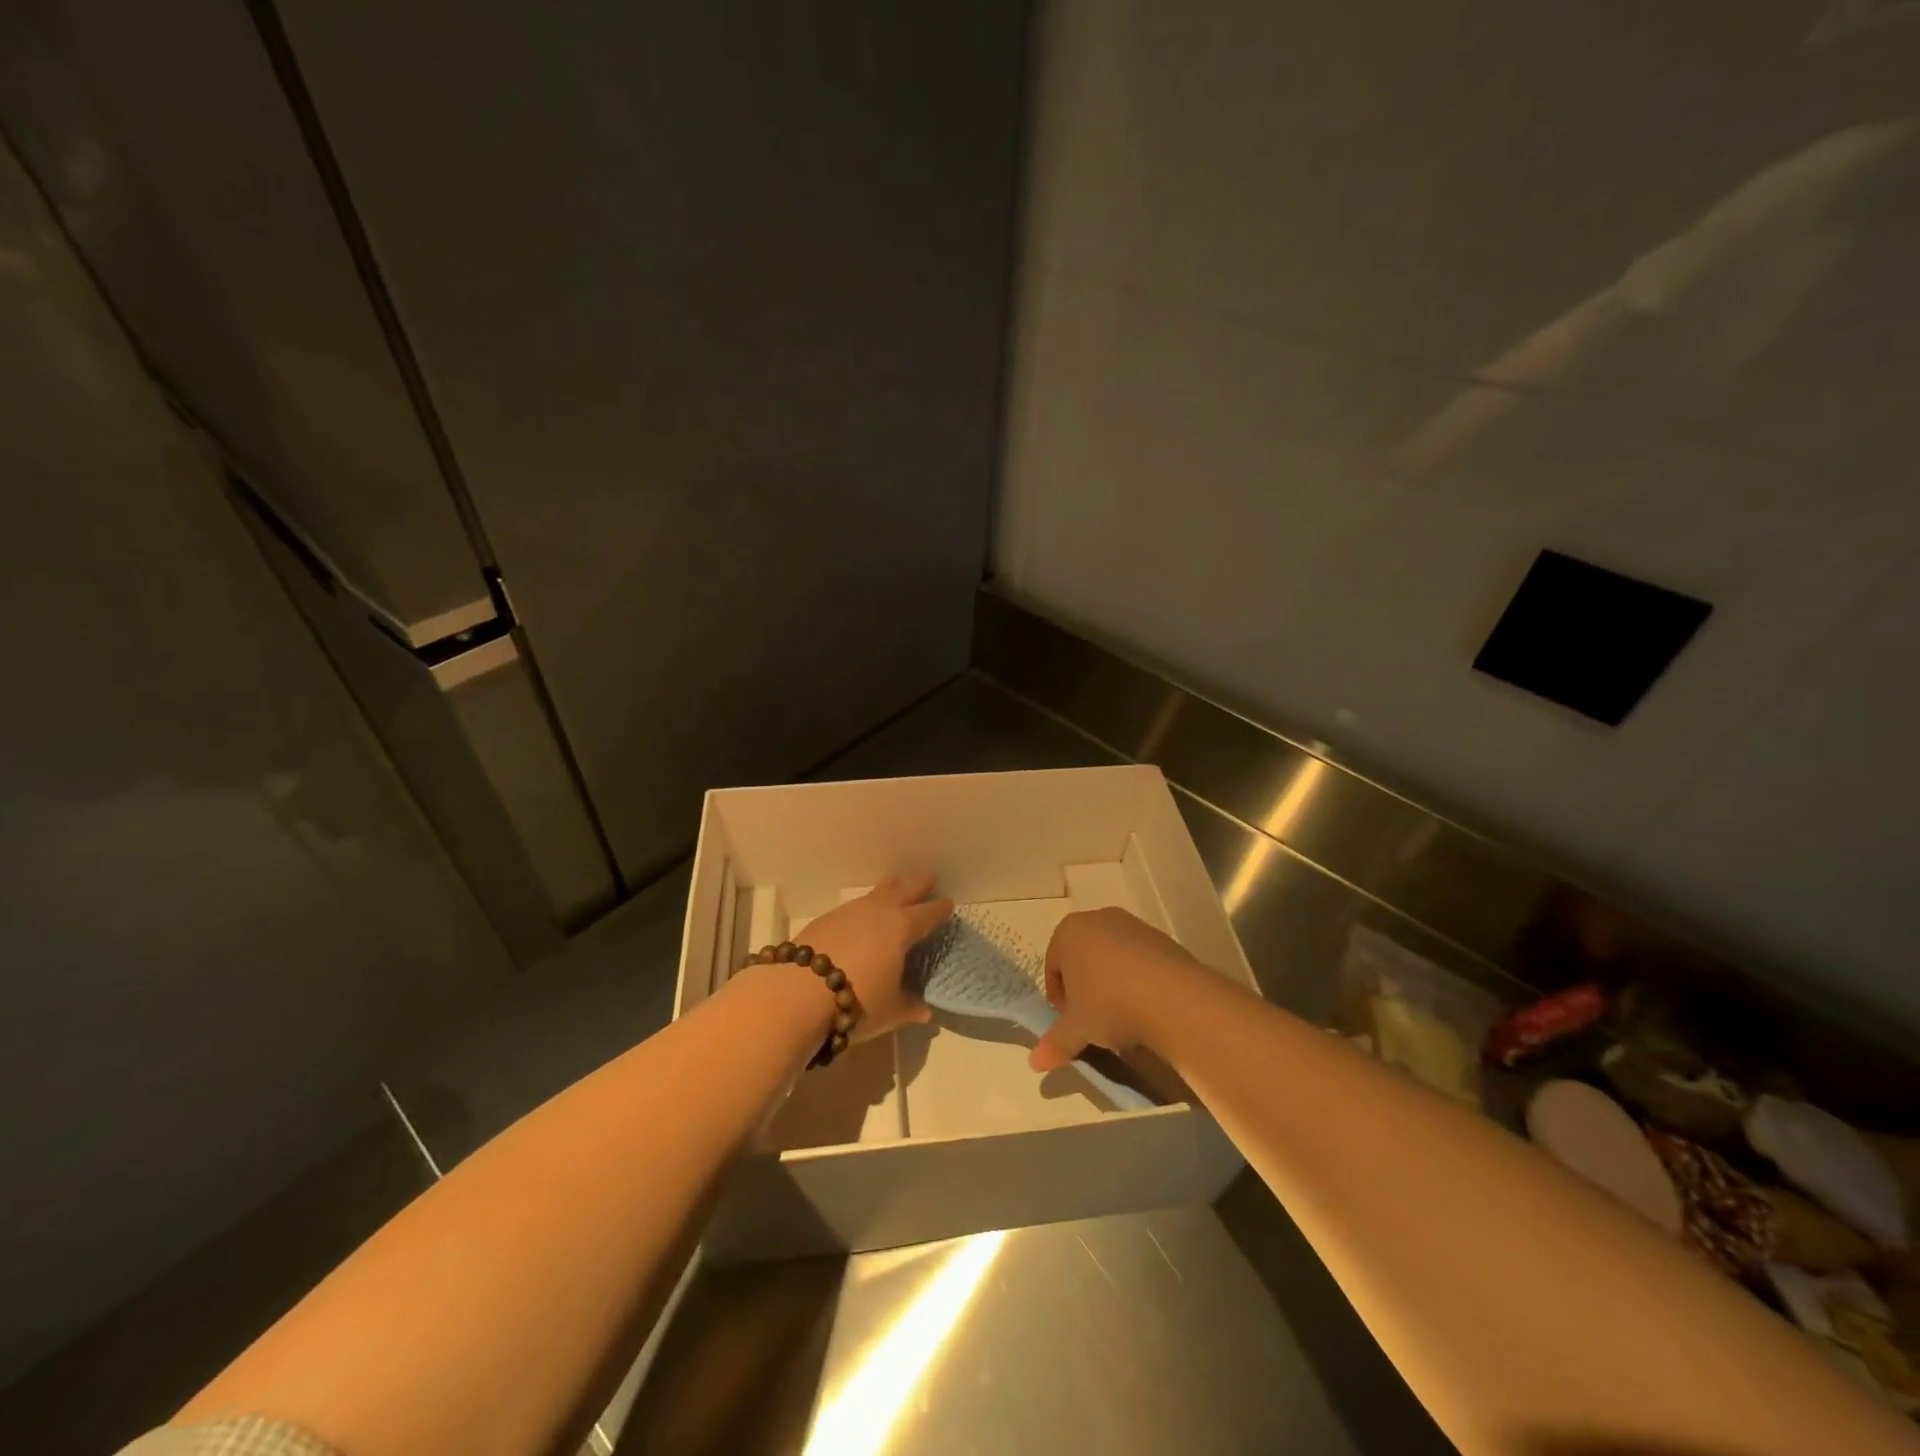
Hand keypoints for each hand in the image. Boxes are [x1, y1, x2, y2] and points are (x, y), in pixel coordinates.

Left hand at [796, 871, 951, 1039]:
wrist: (799, 992)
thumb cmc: (857, 1000)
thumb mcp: (889, 1011)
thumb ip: (909, 1007)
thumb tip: (925, 1011)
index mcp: (901, 928)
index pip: (927, 915)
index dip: (939, 909)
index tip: (949, 903)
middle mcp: (878, 913)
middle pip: (903, 890)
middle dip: (917, 883)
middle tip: (928, 874)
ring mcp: (849, 912)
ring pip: (874, 894)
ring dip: (888, 888)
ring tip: (893, 883)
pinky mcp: (824, 919)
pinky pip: (852, 907)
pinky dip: (862, 907)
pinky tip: (859, 916)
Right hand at [1029, 907, 1205, 1071]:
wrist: (1173, 998)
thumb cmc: (1110, 1004)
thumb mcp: (1077, 1028)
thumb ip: (1055, 1043)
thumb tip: (1035, 1062)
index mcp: (1069, 932)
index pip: (1053, 967)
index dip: (1059, 998)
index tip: (1072, 1022)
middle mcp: (1098, 919)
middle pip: (1081, 959)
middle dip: (1084, 988)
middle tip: (1093, 1019)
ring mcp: (1132, 925)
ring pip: (1111, 959)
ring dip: (1111, 984)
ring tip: (1122, 1017)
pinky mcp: (1161, 938)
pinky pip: (1138, 961)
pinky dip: (1136, 980)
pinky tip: (1146, 1006)